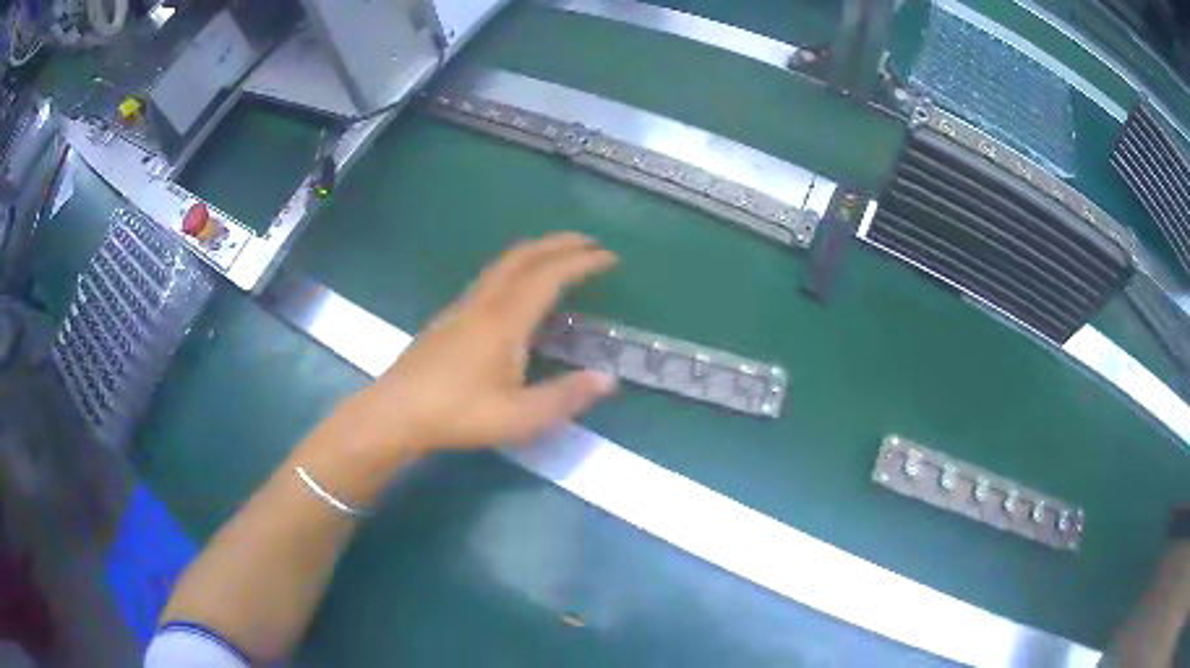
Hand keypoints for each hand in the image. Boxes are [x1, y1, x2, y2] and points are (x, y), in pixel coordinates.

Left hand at [346, 232, 619, 457]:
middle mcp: (484, 303)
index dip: (582, 262)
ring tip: (558, 257)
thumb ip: (566, 397)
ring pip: (503, 264)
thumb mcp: (519, 417)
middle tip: (588, 243)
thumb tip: (609, 379)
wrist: (396, 412)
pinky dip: (515, 268)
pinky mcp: (448, 318)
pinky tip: (516, 290)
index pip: (550, 276)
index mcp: (505, 321)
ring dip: (535, 252)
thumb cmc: (458, 414)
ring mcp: (462, 307)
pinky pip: (490, 278)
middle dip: (559, 243)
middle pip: (524, 256)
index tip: (610, 257)